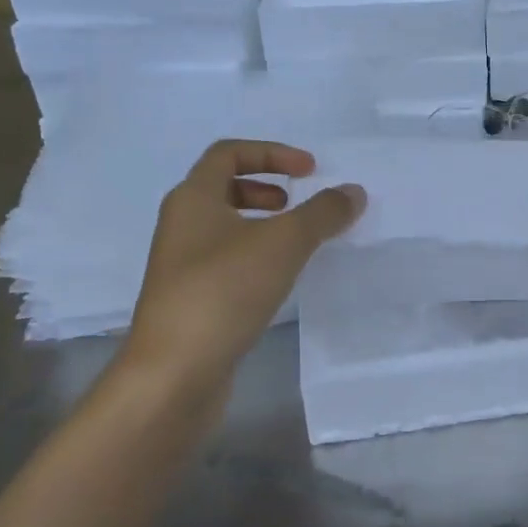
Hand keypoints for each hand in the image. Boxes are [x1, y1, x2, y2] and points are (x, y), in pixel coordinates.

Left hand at [122, 140, 364, 392]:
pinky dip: (255, 258)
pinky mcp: (190, 300)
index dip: (271, 153)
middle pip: (223, 188)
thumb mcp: (283, 243)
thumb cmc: (223, 292)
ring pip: (225, 228)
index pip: (228, 153)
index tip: (309, 171)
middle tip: (296, 204)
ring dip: (262, 225)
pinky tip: (279, 281)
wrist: (173, 374)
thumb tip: (353, 191)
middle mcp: (181, 225)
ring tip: (295, 244)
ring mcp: (182, 266)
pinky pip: (226, 262)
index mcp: (193, 198)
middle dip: (265, 188)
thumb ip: (322, 213)